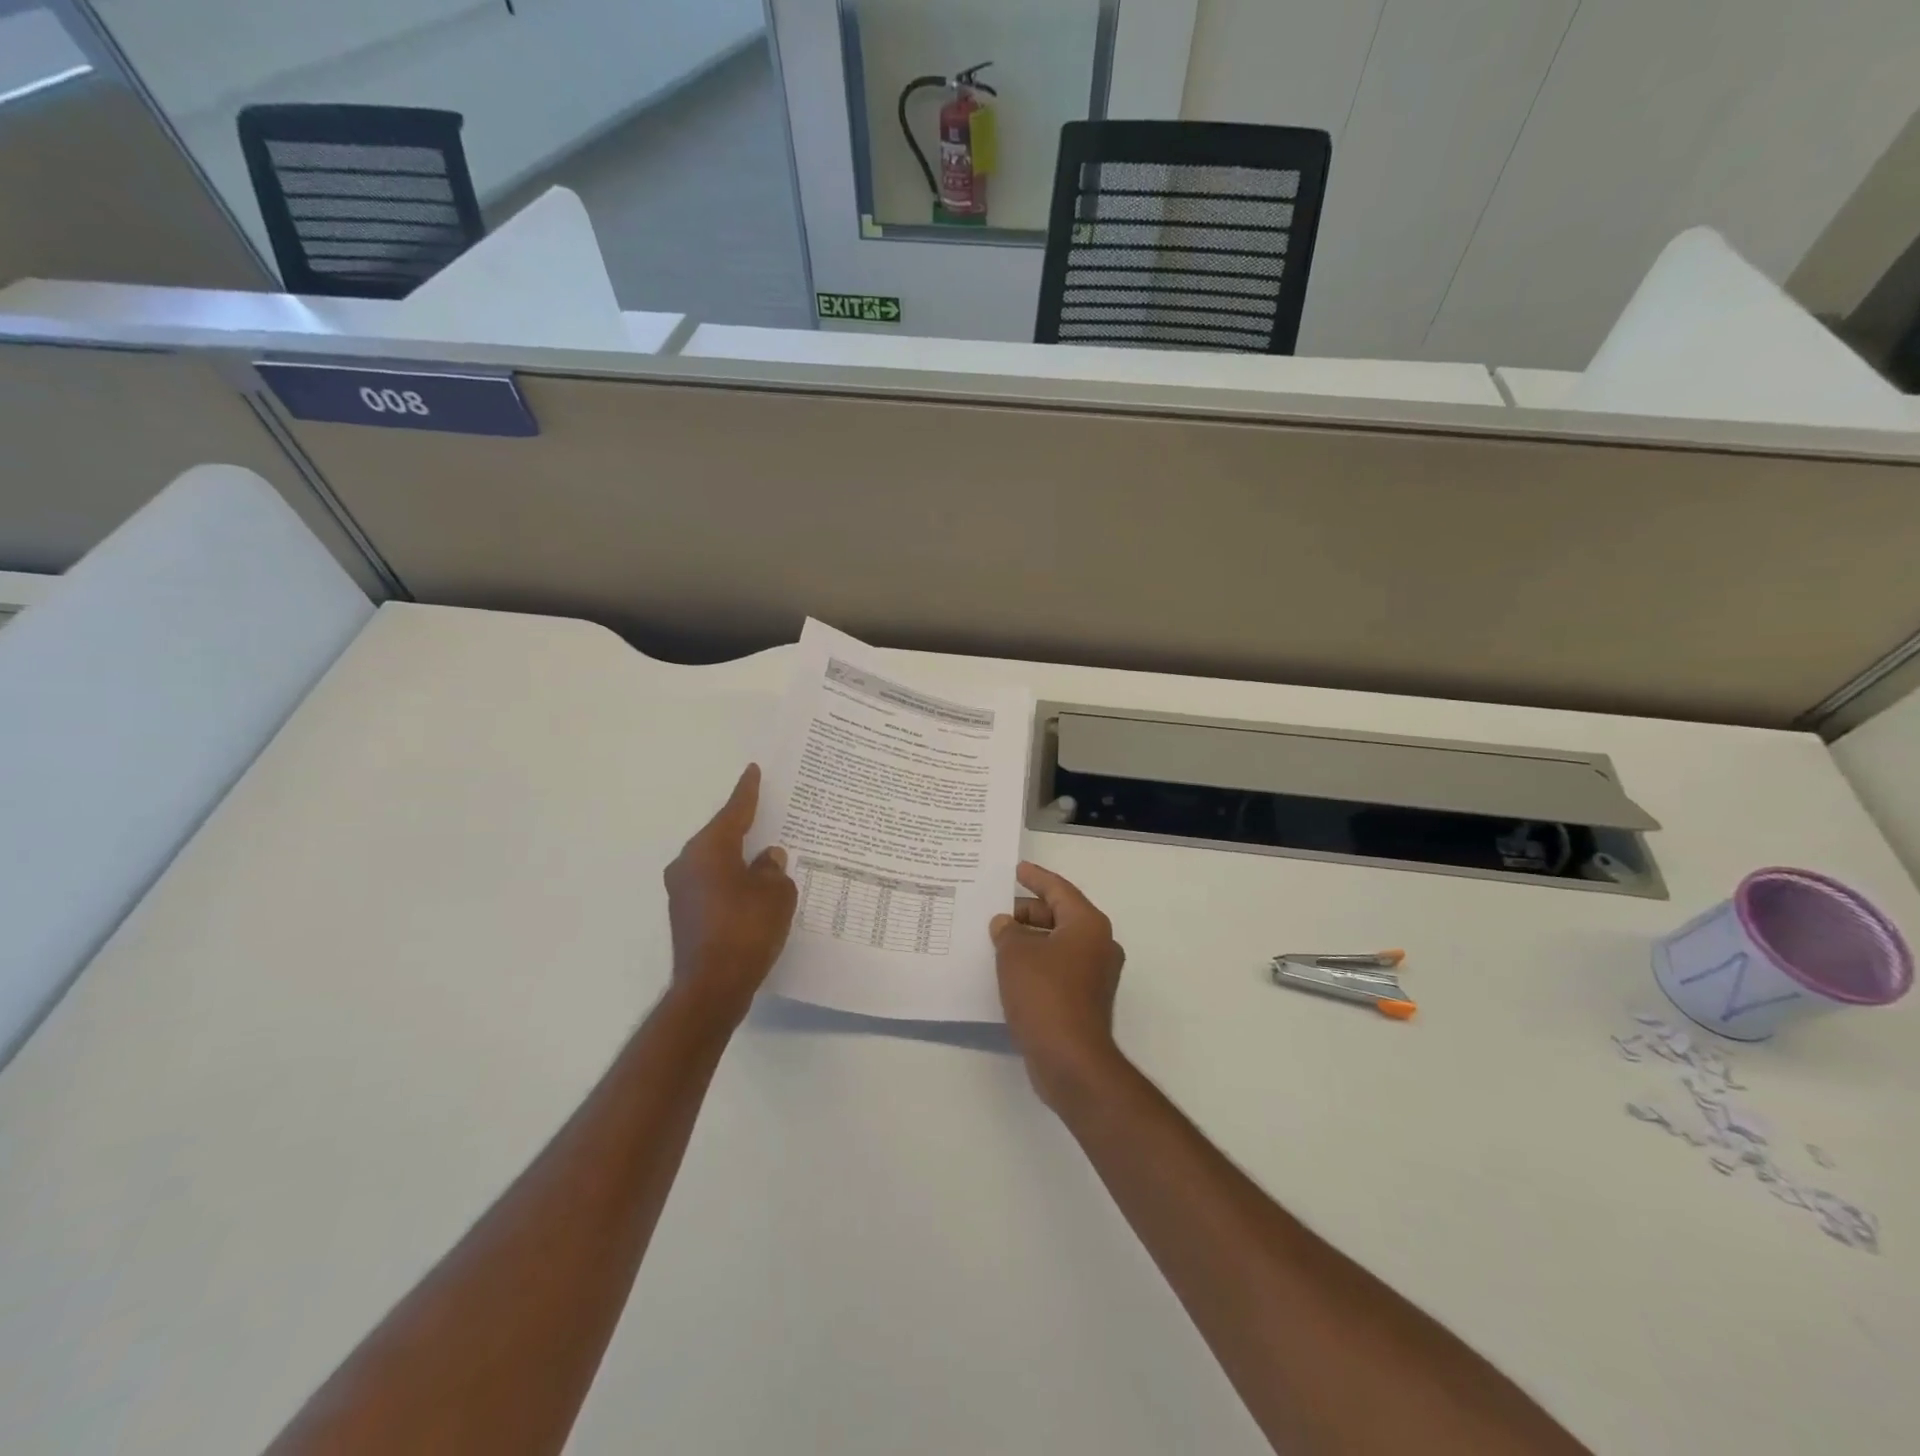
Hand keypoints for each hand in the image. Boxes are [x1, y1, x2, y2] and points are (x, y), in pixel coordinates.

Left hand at [663, 765, 797, 1021]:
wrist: (712, 986)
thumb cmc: (747, 929)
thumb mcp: (775, 893)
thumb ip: (773, 869)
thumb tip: (767, 859)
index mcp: (710, 849)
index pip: (734, 811)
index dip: (748, 791)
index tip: (753, 770)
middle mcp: (688, 863)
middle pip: (721, 835)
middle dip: (743, 826)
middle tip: (766, 812)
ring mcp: (682, 891)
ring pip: (716, 862)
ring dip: (739, 858)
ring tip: (765, 853)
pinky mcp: (685, 914)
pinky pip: (713, 884)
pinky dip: (732, 881)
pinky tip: (752, 888)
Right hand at [990, 862, 1126, 1107]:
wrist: (1071, 1059)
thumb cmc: (1045, 994)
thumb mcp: (1016, 954)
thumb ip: (1007, 931)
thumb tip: (1005, 924)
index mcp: (1088, 924)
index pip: (1059, 889)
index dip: (1036, 877)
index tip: (1017, 869)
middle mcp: (1099, 944)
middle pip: (1061, 915)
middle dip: (1029, 912)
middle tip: (999, 910)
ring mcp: (1096, 975)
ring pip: (1060, 943)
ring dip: (1031, 939)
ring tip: (999, 938)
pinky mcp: (1087, 999)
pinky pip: (1059, 967)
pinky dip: (1037, 961)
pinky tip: (1011, 969)